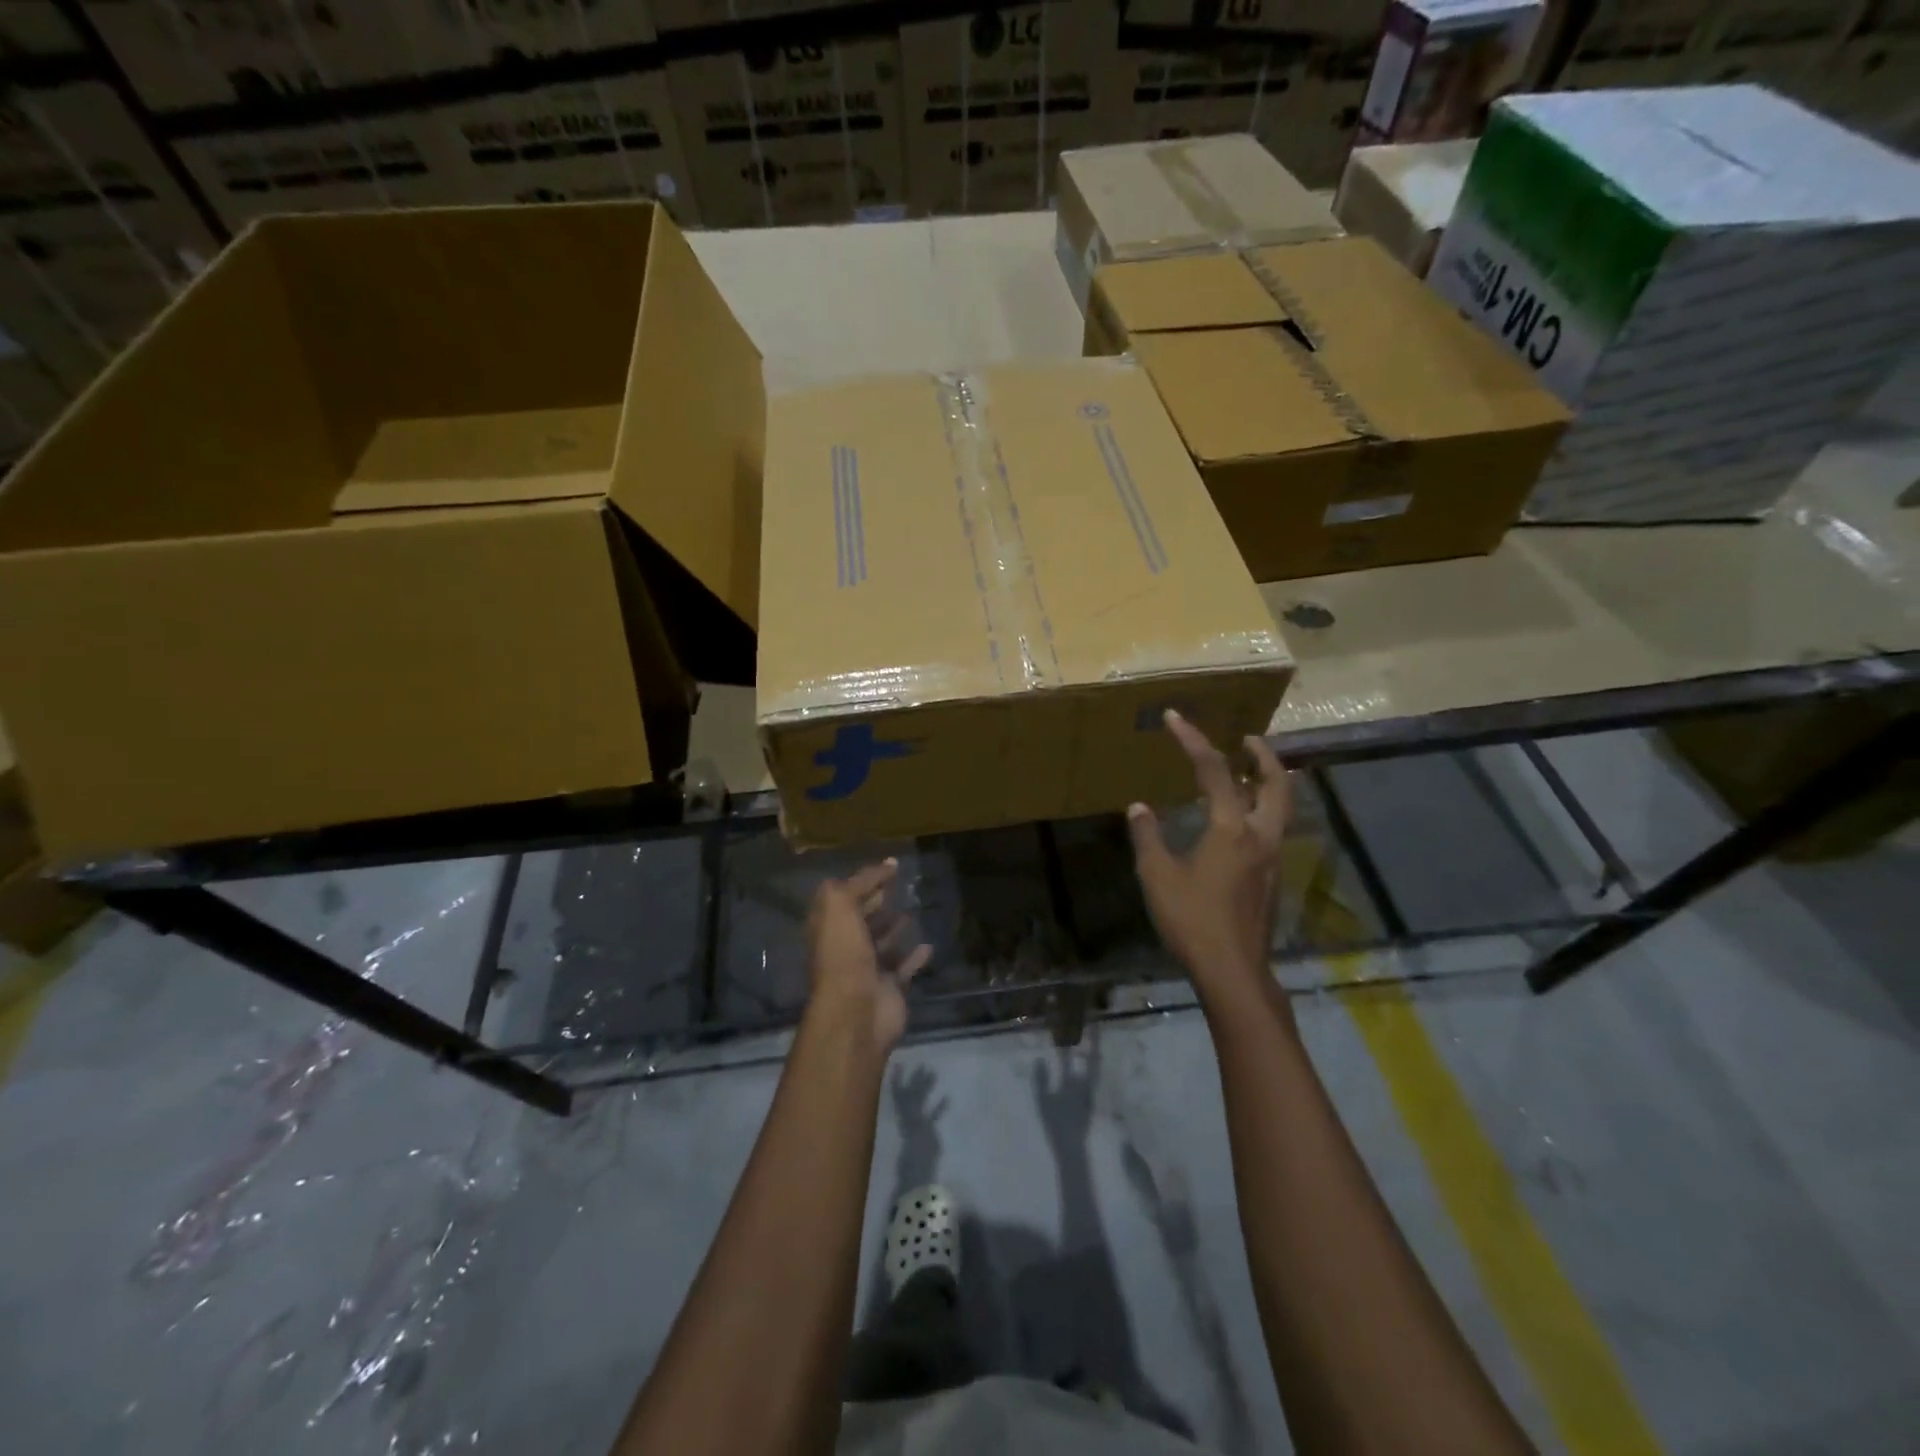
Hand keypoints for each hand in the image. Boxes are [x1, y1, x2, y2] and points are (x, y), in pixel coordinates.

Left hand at [805, 859, 931, 1051]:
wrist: (856, 1011)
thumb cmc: (843, 953)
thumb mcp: (840, 905)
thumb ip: (860, 882)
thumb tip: (886, 865)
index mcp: (828, 927)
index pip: (843, 897)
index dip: (863, 880)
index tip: (890, 867)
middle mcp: (844, 947)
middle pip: (861, 919)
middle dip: (876, 903)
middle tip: (900, 886)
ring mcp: (867, 969)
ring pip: (882, 943)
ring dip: (894, 928)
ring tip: (912, 911)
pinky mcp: (889, 988)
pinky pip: (904, 967)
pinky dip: (915, 956)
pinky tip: (928, 944)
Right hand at [1127, 711, 1290, 1006]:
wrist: (1232, 970)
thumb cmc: (1192, 920)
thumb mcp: (1157, 876)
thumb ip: (1148, 837)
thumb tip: (1139, 807)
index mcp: (1231, 828)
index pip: (1213, 771)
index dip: (1193, 740)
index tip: (1175, 718)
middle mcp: (1260, 835)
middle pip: (1276, 783)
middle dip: (1263, 755)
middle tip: (1247, 739)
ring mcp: (1271, 858)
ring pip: (1282, 807)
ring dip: (1269, 781)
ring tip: (1250, 771)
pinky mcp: (1271, 878)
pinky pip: (1275, 828)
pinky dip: (1264, 809)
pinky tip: (1243, 820)